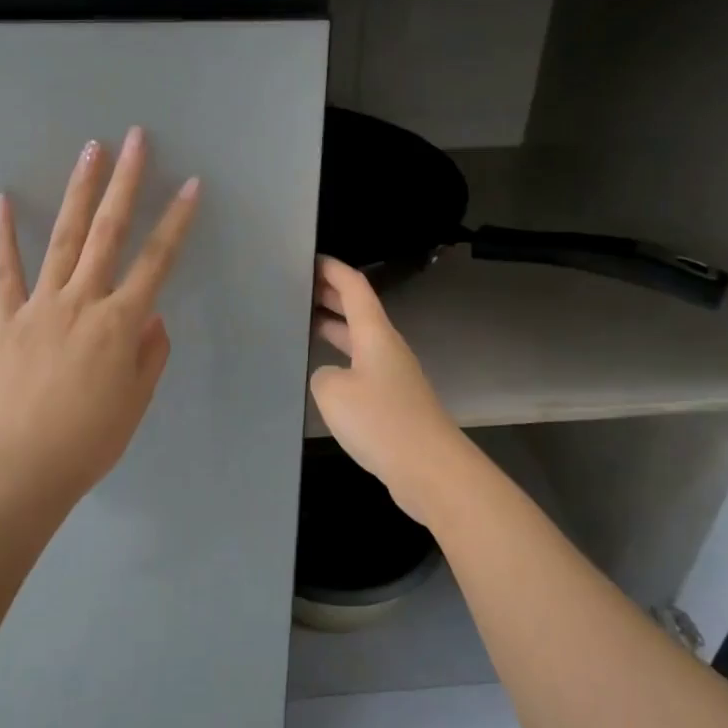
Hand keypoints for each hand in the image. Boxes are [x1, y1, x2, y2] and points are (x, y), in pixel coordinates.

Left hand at [0, 127, 199, 502]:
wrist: (27, 465)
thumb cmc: (93, 437)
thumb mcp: (137, 398)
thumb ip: (149, 351)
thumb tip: (150, 316)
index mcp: (120, 322)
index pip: (156, 261)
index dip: (176, 221)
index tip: (190, 185)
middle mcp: (82, 301)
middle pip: (108, 232)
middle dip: (125, 183)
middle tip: (135, 139)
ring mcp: (40, 305)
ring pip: (63, 238)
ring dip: (79, 192)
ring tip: (90, 150)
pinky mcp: (6, 318)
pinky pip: (4, 271)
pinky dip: (3, 236)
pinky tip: (2, 200)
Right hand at [309, 257, 468, 523]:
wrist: (429, 468)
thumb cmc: (381, 420)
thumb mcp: (333, 392)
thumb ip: (323, 375)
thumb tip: (331, 378)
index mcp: (375, 335)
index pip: (353, 287)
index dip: (332, 269)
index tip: (308, 258)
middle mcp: (386, 348)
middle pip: (358, 311)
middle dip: (330, 296)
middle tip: (297, 289)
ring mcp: (393, 376)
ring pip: (359, 341)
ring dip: (334, 328)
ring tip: (303, 325)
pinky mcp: (394, 403)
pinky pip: (362, 368)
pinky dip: (341, 360)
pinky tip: (323, 376)